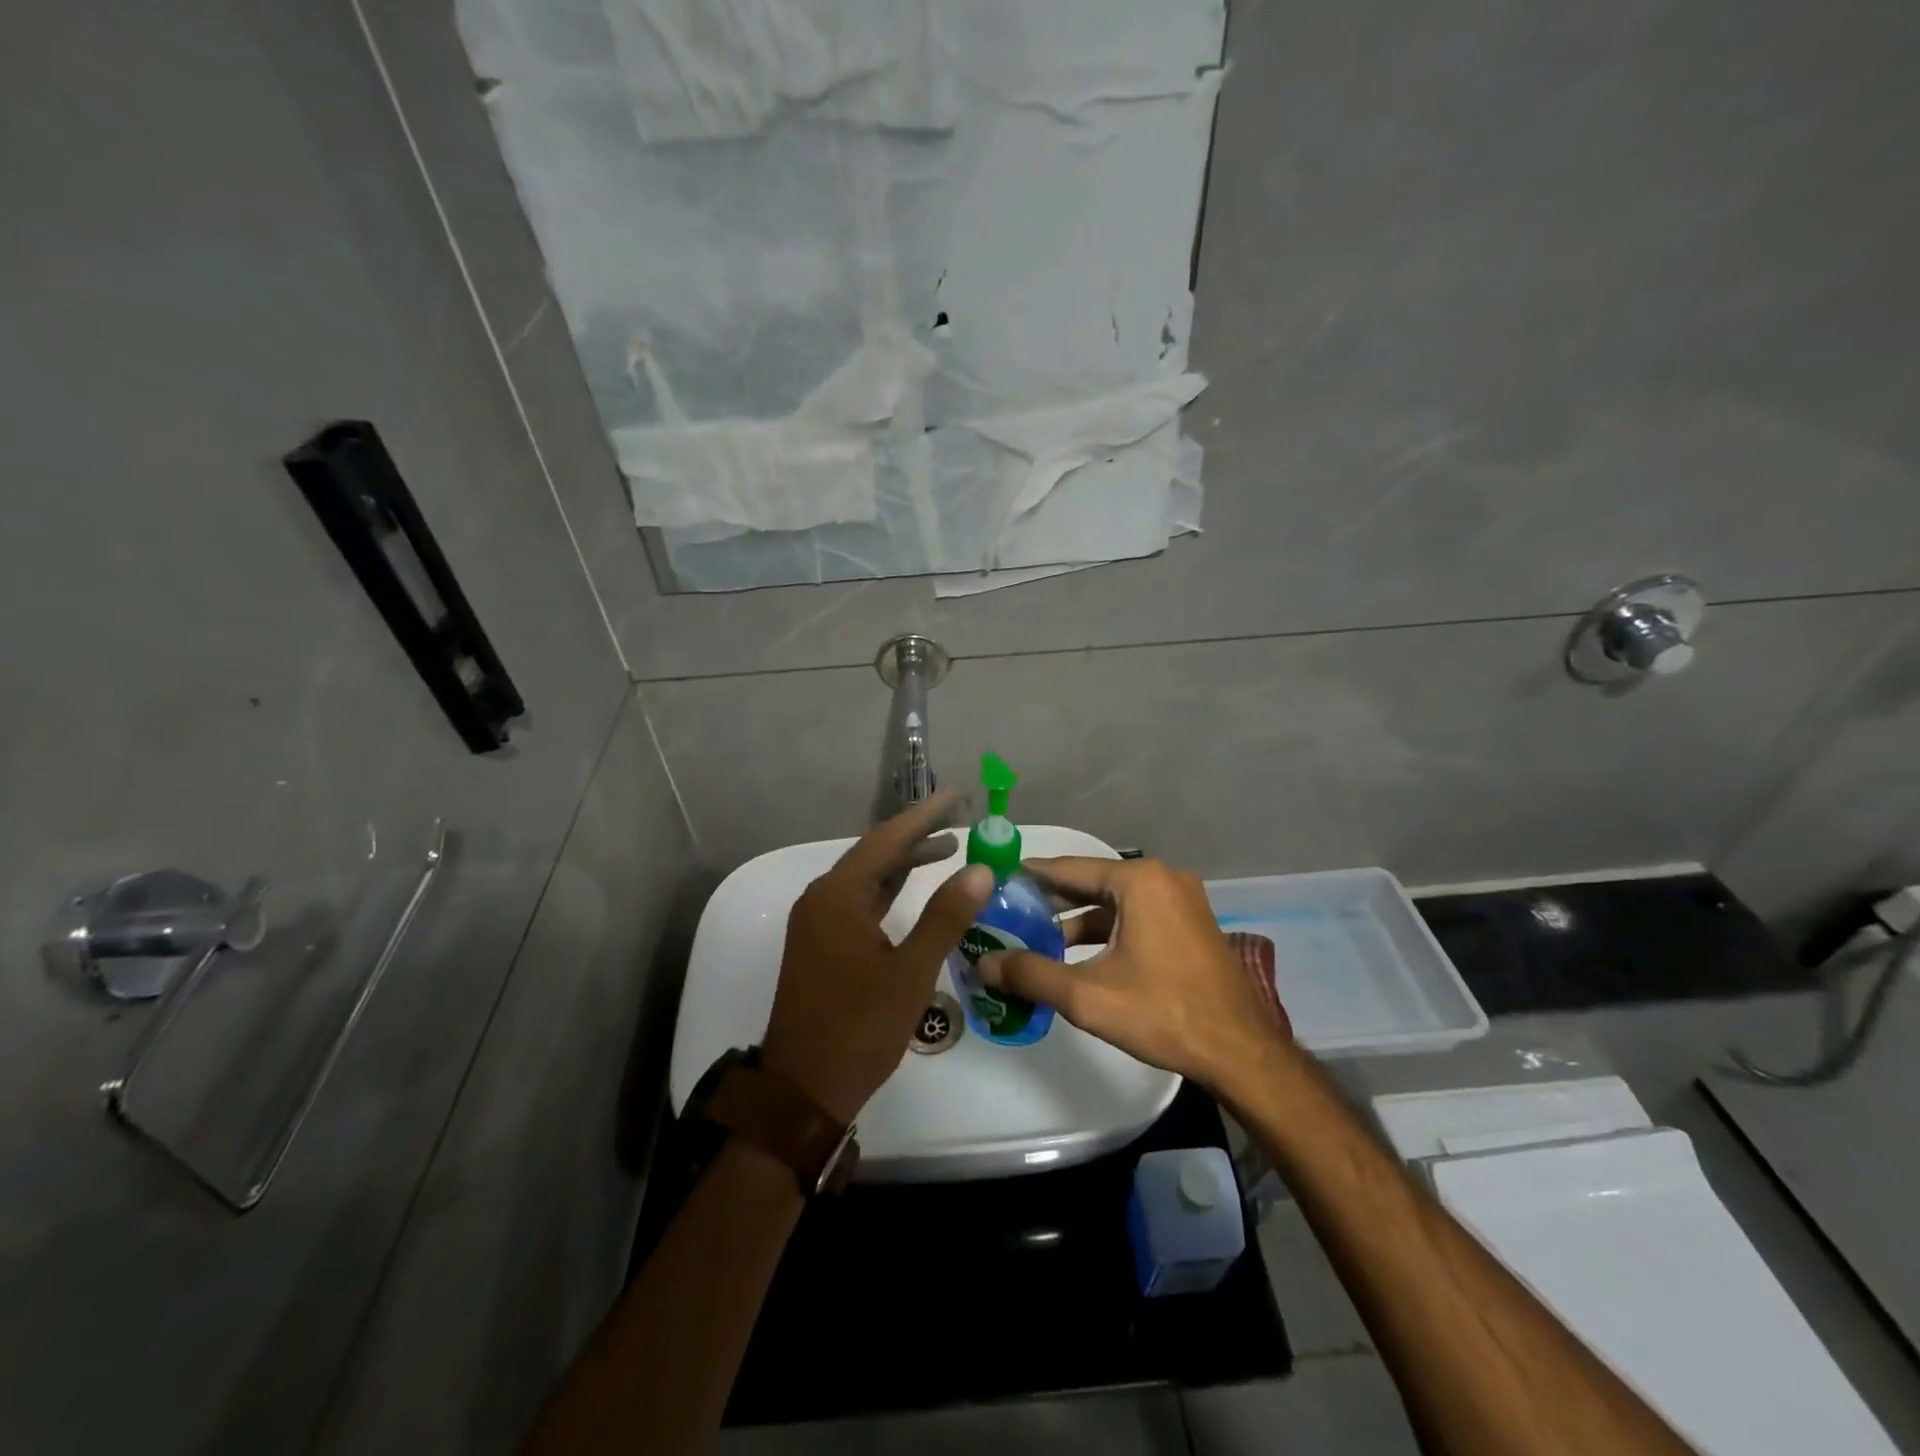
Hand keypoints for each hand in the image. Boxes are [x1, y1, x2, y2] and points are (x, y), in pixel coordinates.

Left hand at [760, 791, 991, 1123]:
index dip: (925, 816)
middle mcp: (822, 898)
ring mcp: (817, 921)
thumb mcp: (911, 971)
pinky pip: (859, 900)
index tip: (957, 796)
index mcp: (839, 896)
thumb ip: (945, 917)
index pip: (887, 839)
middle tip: (959, 818)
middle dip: (917, 835)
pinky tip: (913, 889)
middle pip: (875, 853)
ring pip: (866, 877)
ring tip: (947, 848)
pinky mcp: (820, 943)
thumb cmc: (859, 1027)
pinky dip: (888, 889)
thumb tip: (980, 869)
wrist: (803, 1089)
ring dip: (904, 862)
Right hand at [976, 857, 1293, 1093]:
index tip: (996, 880)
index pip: (1069, 868)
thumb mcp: (1088, 996)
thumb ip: (1031, 974)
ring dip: (1078, 919)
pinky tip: (1079, 954)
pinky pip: (1136, 914)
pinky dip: (1106, 929)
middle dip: (1051, 900)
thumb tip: (984, 964)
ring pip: (1115, 901)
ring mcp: (1181, 899)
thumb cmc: (1162, 1013)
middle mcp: (1161, 878)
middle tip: (1009, 911)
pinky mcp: (1190, 922)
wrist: (1240, 1051)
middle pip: (1092, 881)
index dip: (1030, 876)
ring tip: (1037, 938)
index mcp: (1139, 880)